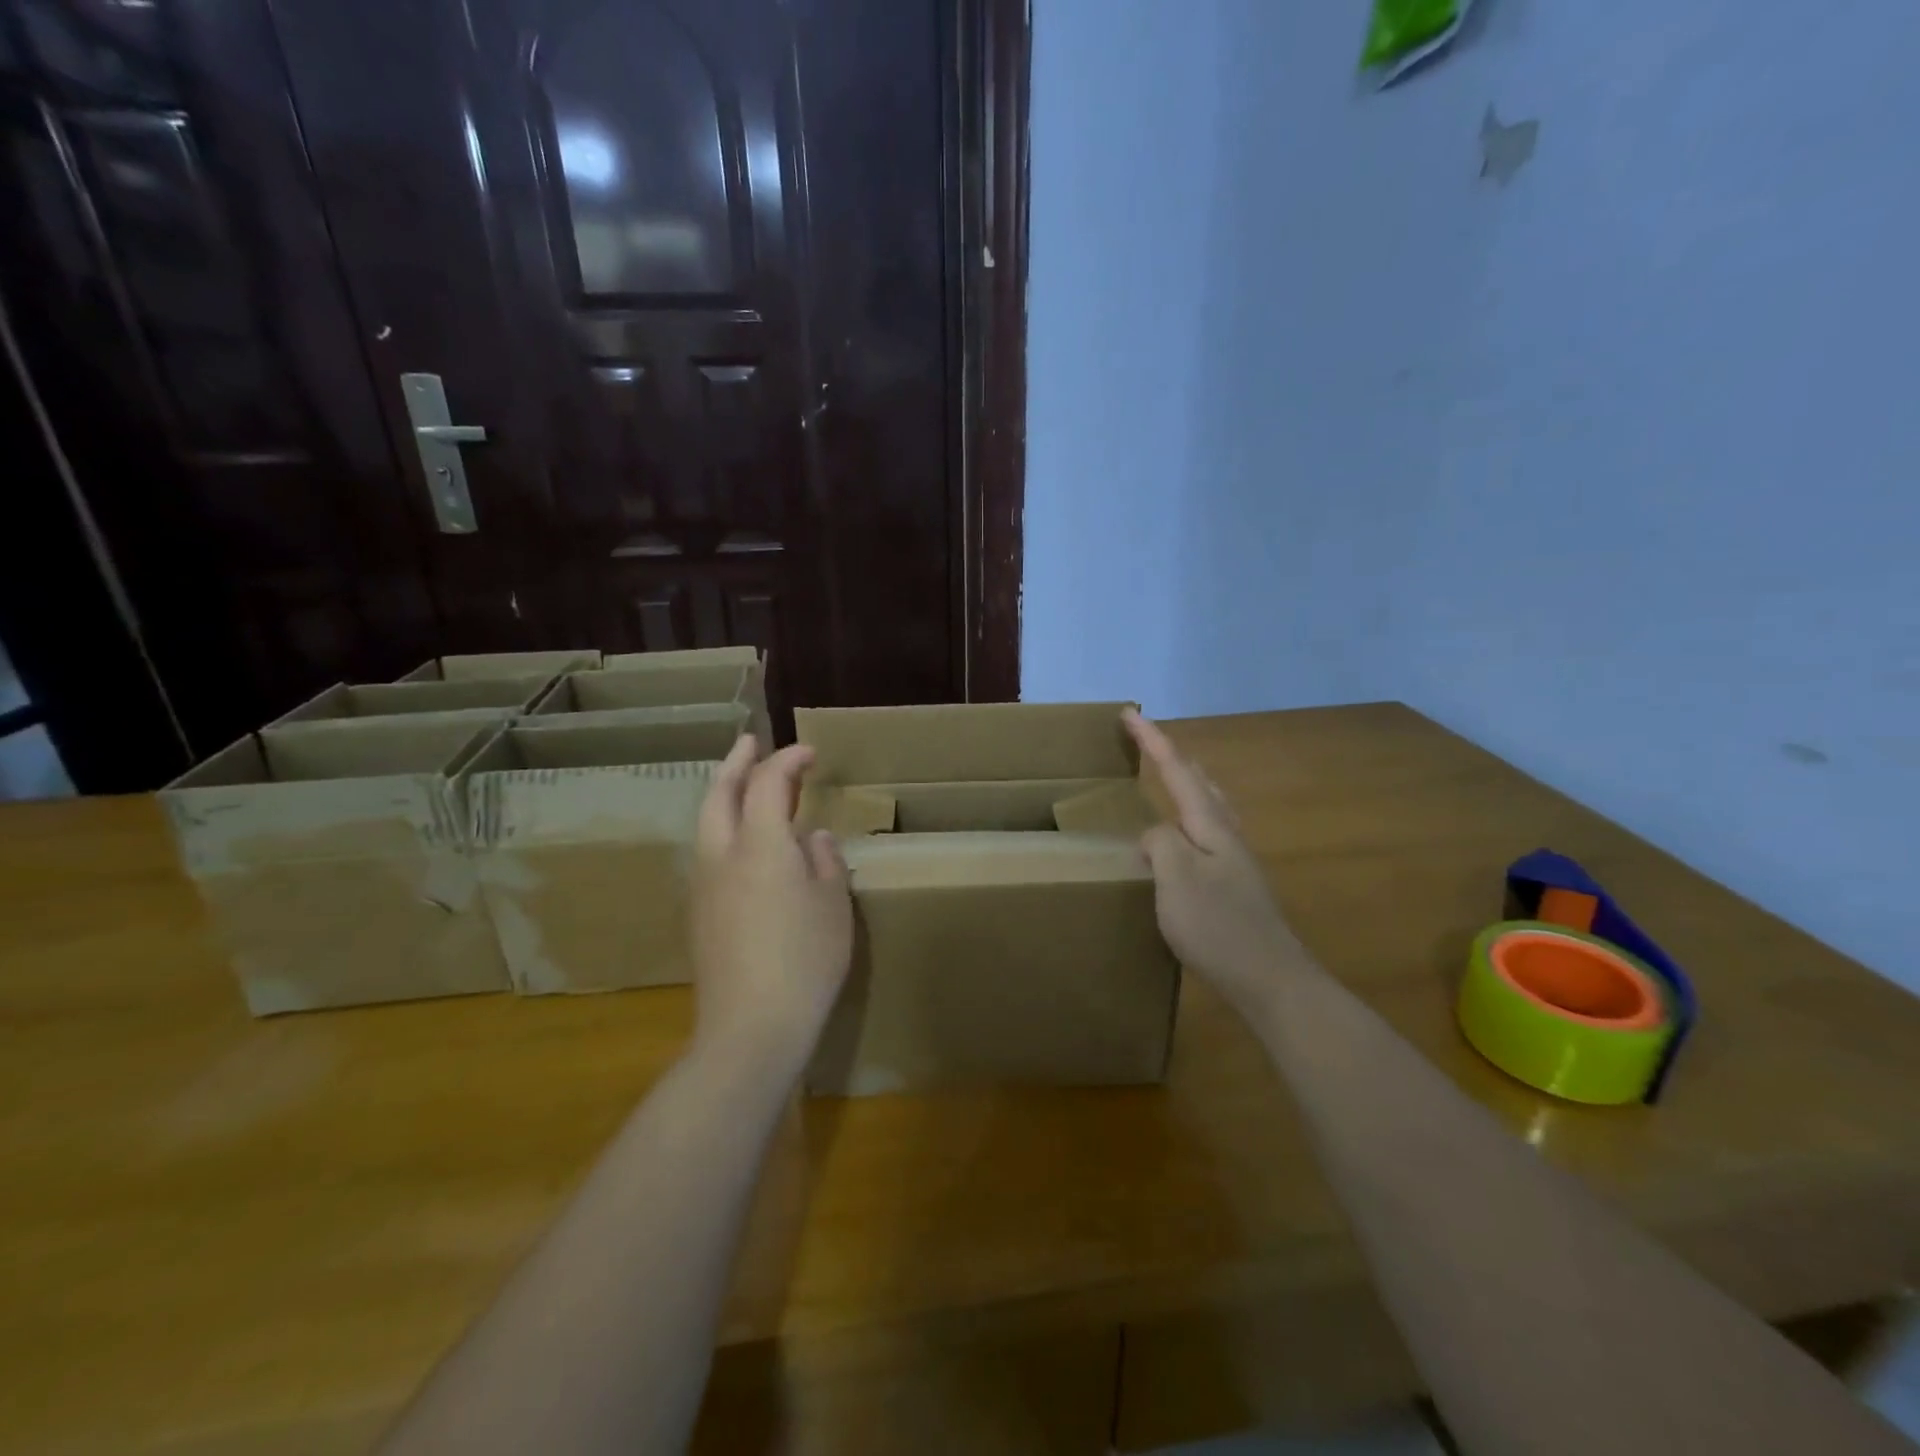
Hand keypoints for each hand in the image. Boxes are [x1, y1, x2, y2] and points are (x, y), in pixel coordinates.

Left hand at [689, 736, 852, 1077]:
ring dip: (724, 794)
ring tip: (744, 784)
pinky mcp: (699, 913)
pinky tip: (743, 843)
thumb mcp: (833, 905)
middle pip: (719, 794)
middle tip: (750, 743)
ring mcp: (704, 885)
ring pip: (707, 823)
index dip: (787, 761)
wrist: (751, 1026)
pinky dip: (723, 827)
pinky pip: (708, 851)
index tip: (810, 753)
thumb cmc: (806, 959)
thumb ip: (824, 861)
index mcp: (761, 844)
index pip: (768, 783)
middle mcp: (723, 854)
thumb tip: (812, 838)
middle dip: (735, 763)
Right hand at [1123, 708, 1302, 1021]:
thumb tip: (1155, 834)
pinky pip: (1206, 832)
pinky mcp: (1234, 885)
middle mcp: (1227, 834)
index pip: (1177, 770)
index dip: (1152, 740)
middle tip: (1147, 741)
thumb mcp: (1176, 878)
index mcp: (1211, 825)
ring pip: (1209, 806)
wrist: (1269, 979)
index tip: (1129, 712)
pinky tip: (1182, 839)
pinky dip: (1188, 817)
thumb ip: (1160, 842)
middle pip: (1200, 781)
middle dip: (1172, 756)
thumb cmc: (1218, 925)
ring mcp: (1234, 860)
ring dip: (1186, 783)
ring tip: (1168, 777)